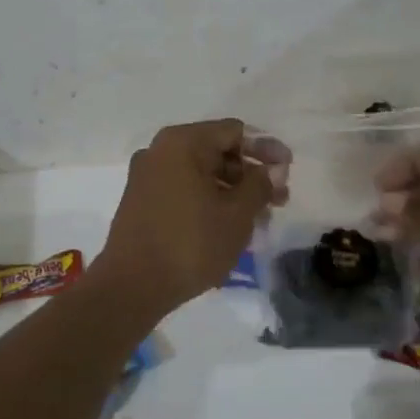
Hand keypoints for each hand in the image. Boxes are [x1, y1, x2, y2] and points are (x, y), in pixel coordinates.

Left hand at [98, 120, 289, 316]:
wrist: (131, 286)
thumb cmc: (190, 243)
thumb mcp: (237, 214)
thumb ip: (260, 184)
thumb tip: (270, 170)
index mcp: (182, 142)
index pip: (234, 132)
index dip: (266, 149)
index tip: (289, 171)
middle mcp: (160, 150)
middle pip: (217, 151)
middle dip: (250, 174)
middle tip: (279, 200)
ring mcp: (147, 175)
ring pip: (201, 173)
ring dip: (233, 191)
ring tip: (260, 219)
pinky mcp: (141, 200)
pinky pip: (184, 189)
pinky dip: (209, 200)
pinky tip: (229, 225)